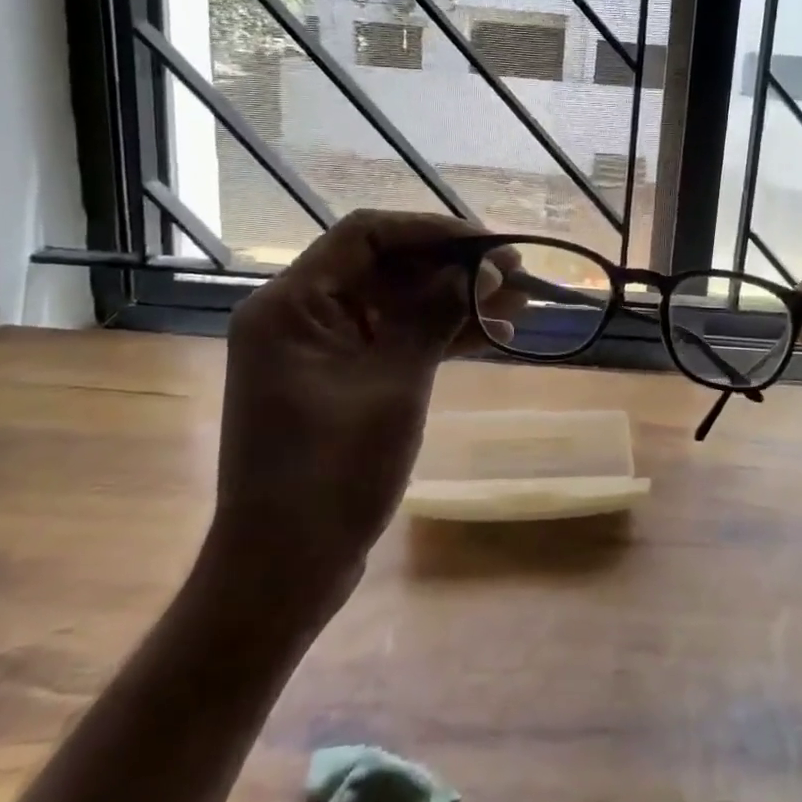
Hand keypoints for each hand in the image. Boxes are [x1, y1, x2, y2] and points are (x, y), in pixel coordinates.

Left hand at [210, 210, 520, 621]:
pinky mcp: (338, 378)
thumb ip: (434, 316)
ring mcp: (319, 349)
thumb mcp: (393, 386)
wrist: (284, 569)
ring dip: (452, 303)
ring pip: (395, 303)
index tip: (490, 245)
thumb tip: (480, 269)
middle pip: (385, 267)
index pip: (367, 235)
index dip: (433, 231)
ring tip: (516, 309)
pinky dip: (436, 335)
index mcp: (292, 304)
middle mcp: (299, 315)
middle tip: (516, 278)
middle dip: (453, 270)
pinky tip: (489, 339)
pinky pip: (392, 338)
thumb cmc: (331, 475)